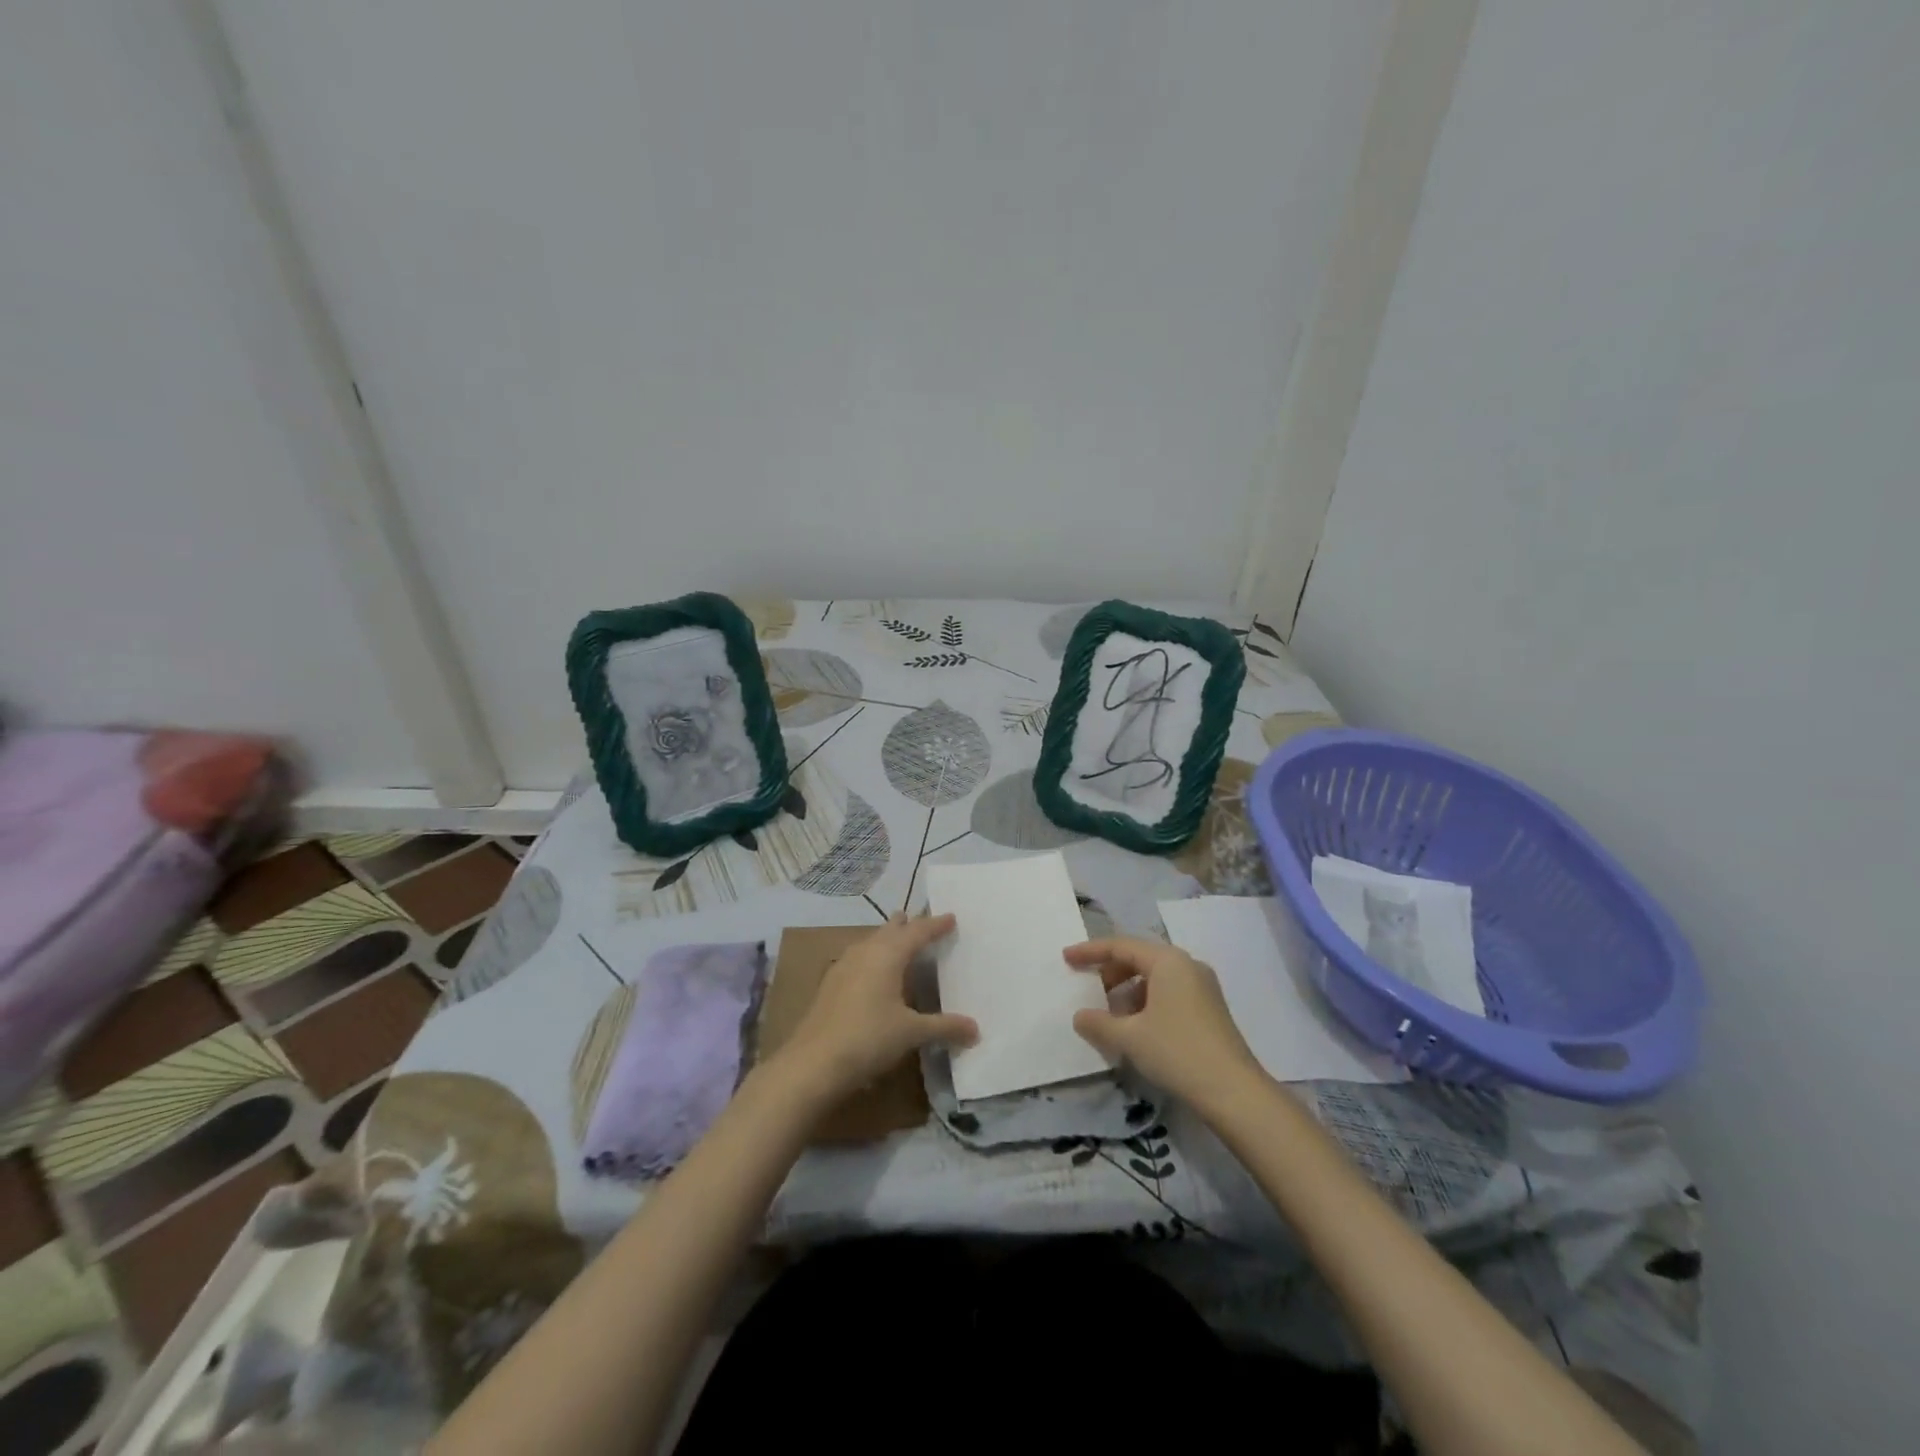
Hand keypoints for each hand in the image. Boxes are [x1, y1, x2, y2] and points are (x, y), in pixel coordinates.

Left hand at [774, 914, 977, 1101]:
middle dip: (907, 924)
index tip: (951, 917)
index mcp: (888, 955)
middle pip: (890, 930)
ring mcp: (843, 966)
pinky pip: (858, 958)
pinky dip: (872, 957)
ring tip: (898, 940)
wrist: (813, 1063)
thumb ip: (944, 1027)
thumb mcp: (911, 1033)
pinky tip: (872, 972)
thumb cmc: (868, 1038)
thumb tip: (976, 1029)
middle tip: (922, 920)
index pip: (917, 932)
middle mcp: (865, 952)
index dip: (935, 925)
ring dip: (886, 939)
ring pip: (871, 942)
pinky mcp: (830, 984)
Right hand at [1066, 936, 1262, 1108]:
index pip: (1120, 946)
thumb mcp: (1129, 1038)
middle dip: (1110, 972)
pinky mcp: (1210, 1009)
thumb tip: (1080, 1017)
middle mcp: (1187, 965)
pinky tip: (1137, 1029)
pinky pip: (1169, 993)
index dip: (1090, 952)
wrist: (1234, 1092)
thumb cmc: (1177, 1051)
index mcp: (1167, 961)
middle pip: (1139, 958)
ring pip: (1155, 978)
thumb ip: (1098, 1023)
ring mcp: (1203, 986)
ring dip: (1128, 991)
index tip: (1066, 958)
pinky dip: (1147, 1002)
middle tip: (1089, 990)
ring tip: (1112, 1016)